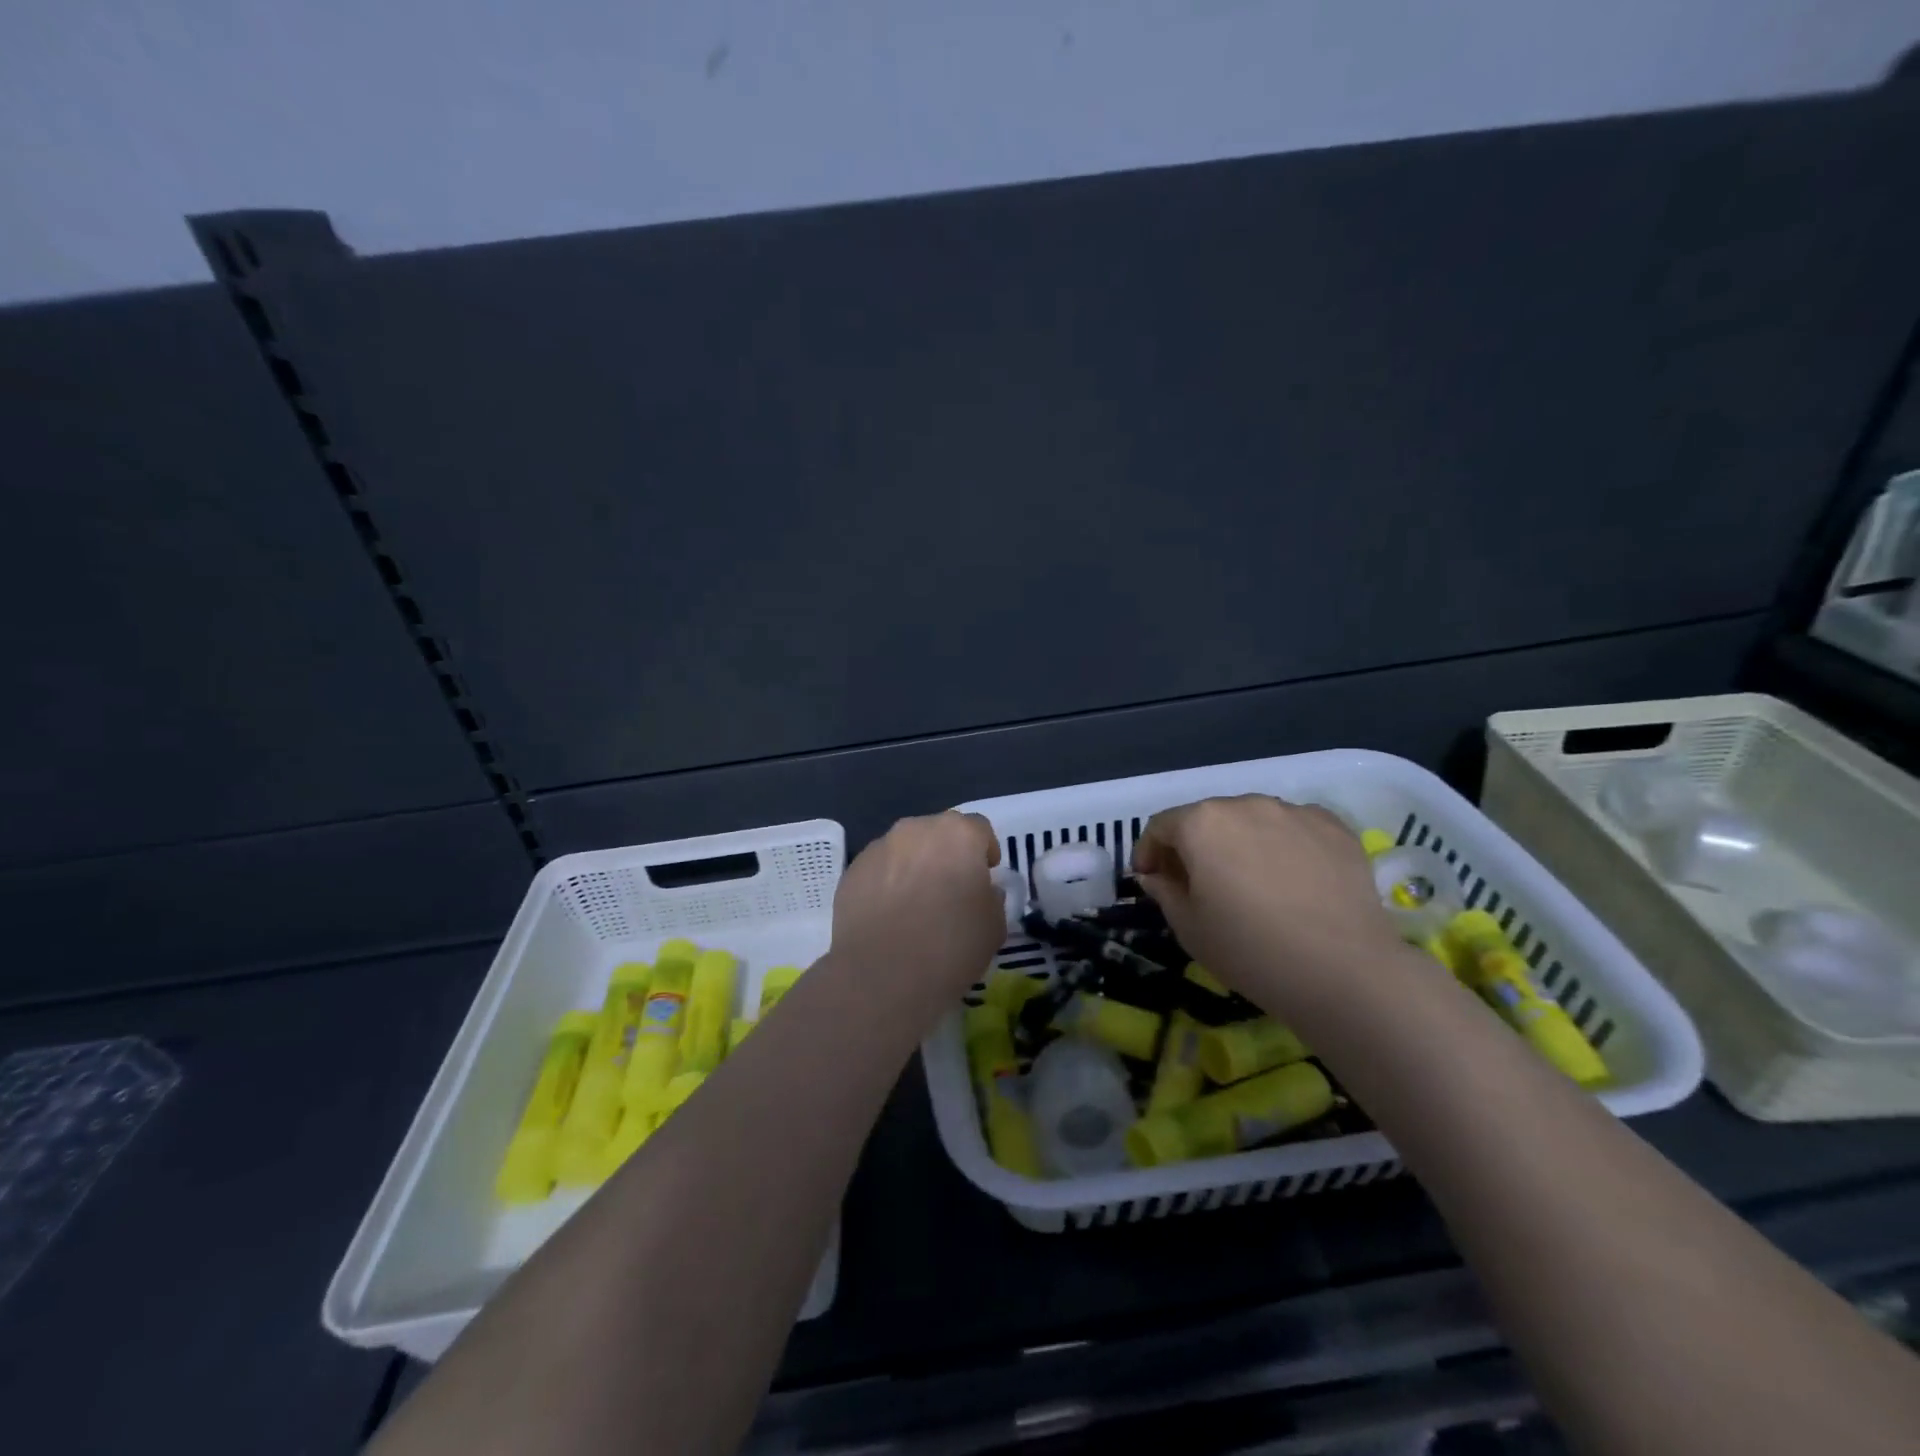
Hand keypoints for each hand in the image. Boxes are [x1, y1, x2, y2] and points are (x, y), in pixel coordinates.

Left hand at [830, 811, 1004, 998]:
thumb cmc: (950, 945)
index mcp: (958, 834)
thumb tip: (982, 891)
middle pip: (938, 833)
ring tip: (915, 905)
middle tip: (951, 890)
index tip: (985, 876)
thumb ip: (992, 898)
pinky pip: (879, 870)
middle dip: (947, 854)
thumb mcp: (994, 926)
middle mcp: (916, 829)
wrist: (882, 974)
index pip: (979, 829)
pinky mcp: (852, 870)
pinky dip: (886, 884)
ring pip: (905, 849)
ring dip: (914, 867)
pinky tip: (888, 917)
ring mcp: (879, 847)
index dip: (985, 851)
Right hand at [1132, 795, 1402, 1007]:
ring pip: (1252, 821)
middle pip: (1207, 819)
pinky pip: (1294, 829)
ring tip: (1251, 882)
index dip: (1149, 853)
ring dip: (1240, 843)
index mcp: (1201, 823)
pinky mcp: (1334, 827)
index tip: (1150, 879)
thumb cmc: (1250, 950)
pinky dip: (1283, 845)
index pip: (1161, 826)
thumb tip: (1155, 875)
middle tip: (1198, 884)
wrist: (1344, 971)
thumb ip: (1163, 891)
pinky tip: (1292, 880)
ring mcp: (1293, 812)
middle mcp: (1245, 804)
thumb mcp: (1189, 927)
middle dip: (1195, 847)